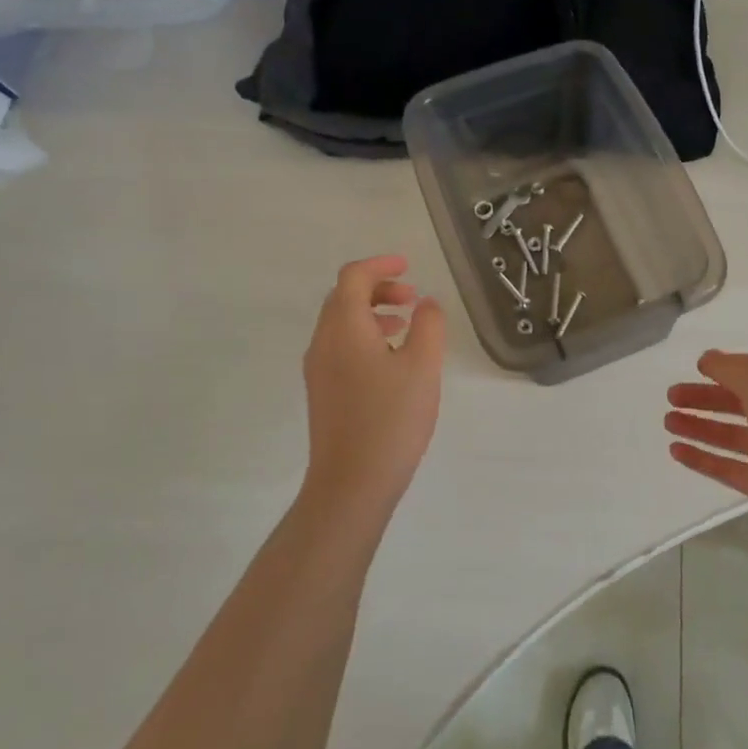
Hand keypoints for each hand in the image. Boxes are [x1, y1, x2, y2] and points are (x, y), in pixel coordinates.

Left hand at [302, 256, 446, 516]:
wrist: (351, 484)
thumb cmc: (390, 419)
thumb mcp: (423, 366)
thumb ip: (429, 325)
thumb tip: (426, 303)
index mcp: (344, 328)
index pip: (353, 277)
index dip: (381, 264)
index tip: (410, 266)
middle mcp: (323, 342)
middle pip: (343, 298)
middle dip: (378, 289)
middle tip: (413, 298)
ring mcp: (318, 370)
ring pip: (341, 324)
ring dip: (373, 313)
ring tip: (407, 326)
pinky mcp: (322, 392)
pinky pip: (341, 347)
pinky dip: (366, 337)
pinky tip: (393, 361)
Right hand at [665, 351, 747, 557]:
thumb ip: (730, 369)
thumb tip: (707, 359)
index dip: (726, 367)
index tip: (696, 368)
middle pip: (738, 401)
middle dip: (705, 397)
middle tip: (671, 397)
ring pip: (730, 434)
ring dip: (699, 426)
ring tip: (668, 421)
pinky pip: (727, 466)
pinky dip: (702, 458)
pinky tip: (676, 450)